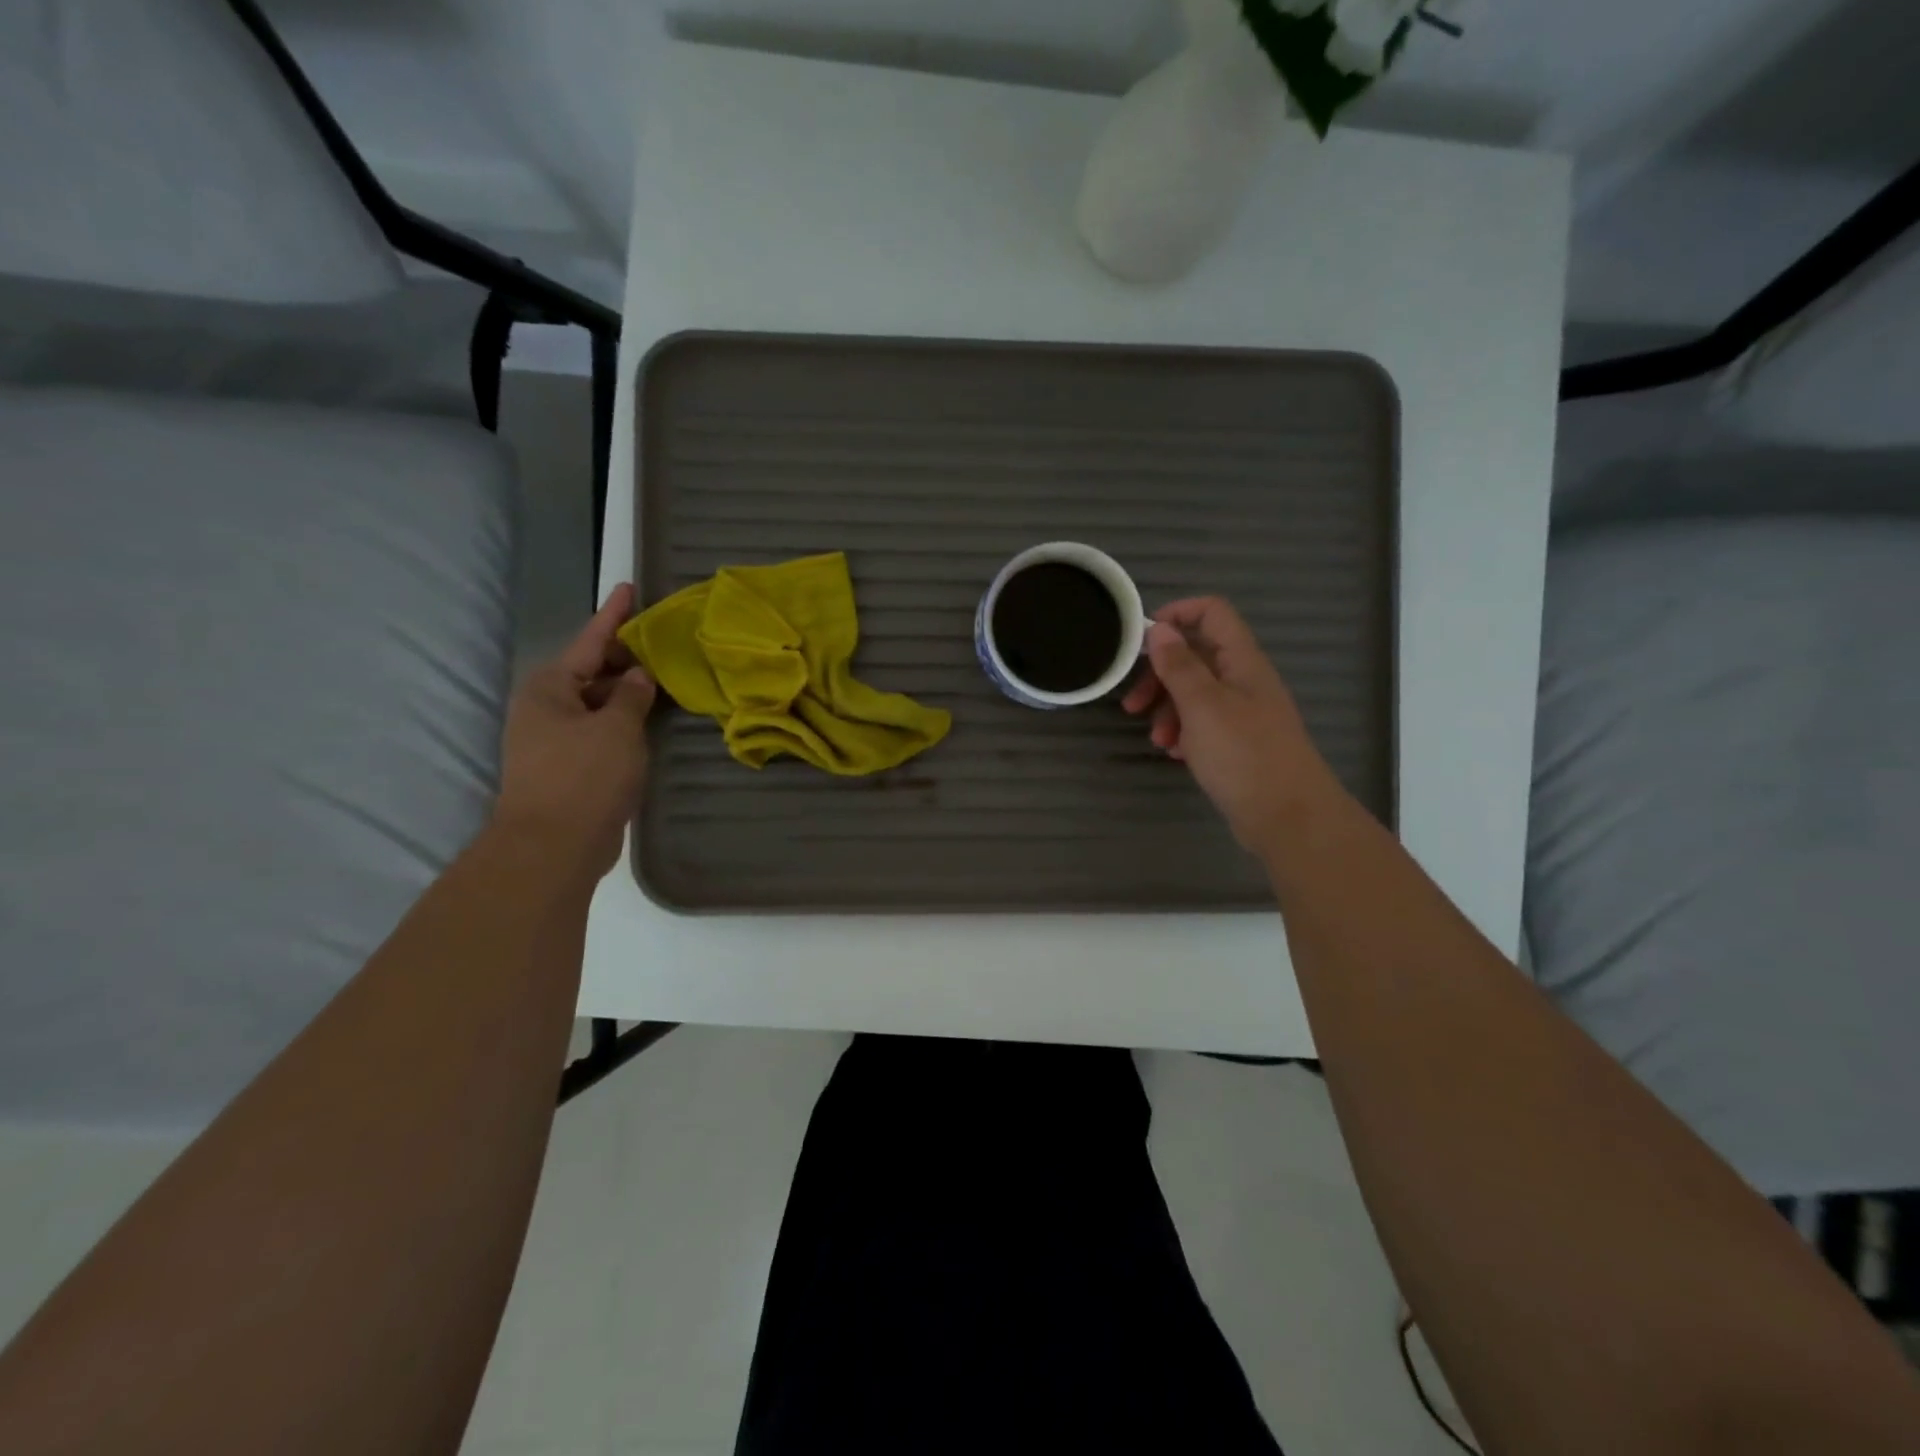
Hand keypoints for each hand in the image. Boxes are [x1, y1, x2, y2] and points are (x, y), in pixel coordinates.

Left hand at [495, 584, 655, 878]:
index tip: (630, 588)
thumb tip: (641, 676)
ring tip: (665, 679)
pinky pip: (601, 729)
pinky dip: (624, 721)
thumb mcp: (617, 729)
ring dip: (628, 693)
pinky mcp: (567, 765)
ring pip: (598, 703)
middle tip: (663, 643)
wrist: (553, 846)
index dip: (614, 615)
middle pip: (592, 671)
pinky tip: (651, 720)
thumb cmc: (584, 777)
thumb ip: (633, 696)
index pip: (589, 640)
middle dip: (626, 658)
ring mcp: (553, 738)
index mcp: (550, 688)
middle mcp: (546, 707)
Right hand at [1122, 596, 1340, 855]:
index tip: (1142, 640)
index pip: (1212, 612)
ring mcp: (1242, 712)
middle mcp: (1243, 680)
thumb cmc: (1244, 754)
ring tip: (1158, 740)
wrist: (1288, 817)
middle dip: (1160, 675)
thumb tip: (1160, 628)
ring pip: (1195, 693)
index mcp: (1241, 661)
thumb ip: (1180, 665)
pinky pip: (1203, 723)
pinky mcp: (1238, 742)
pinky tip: (1175, 753)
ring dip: (1168, 709)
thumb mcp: (1202, 706)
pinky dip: (1184, 732)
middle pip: (1196, 656)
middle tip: (1133, 704)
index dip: (1177, 614)